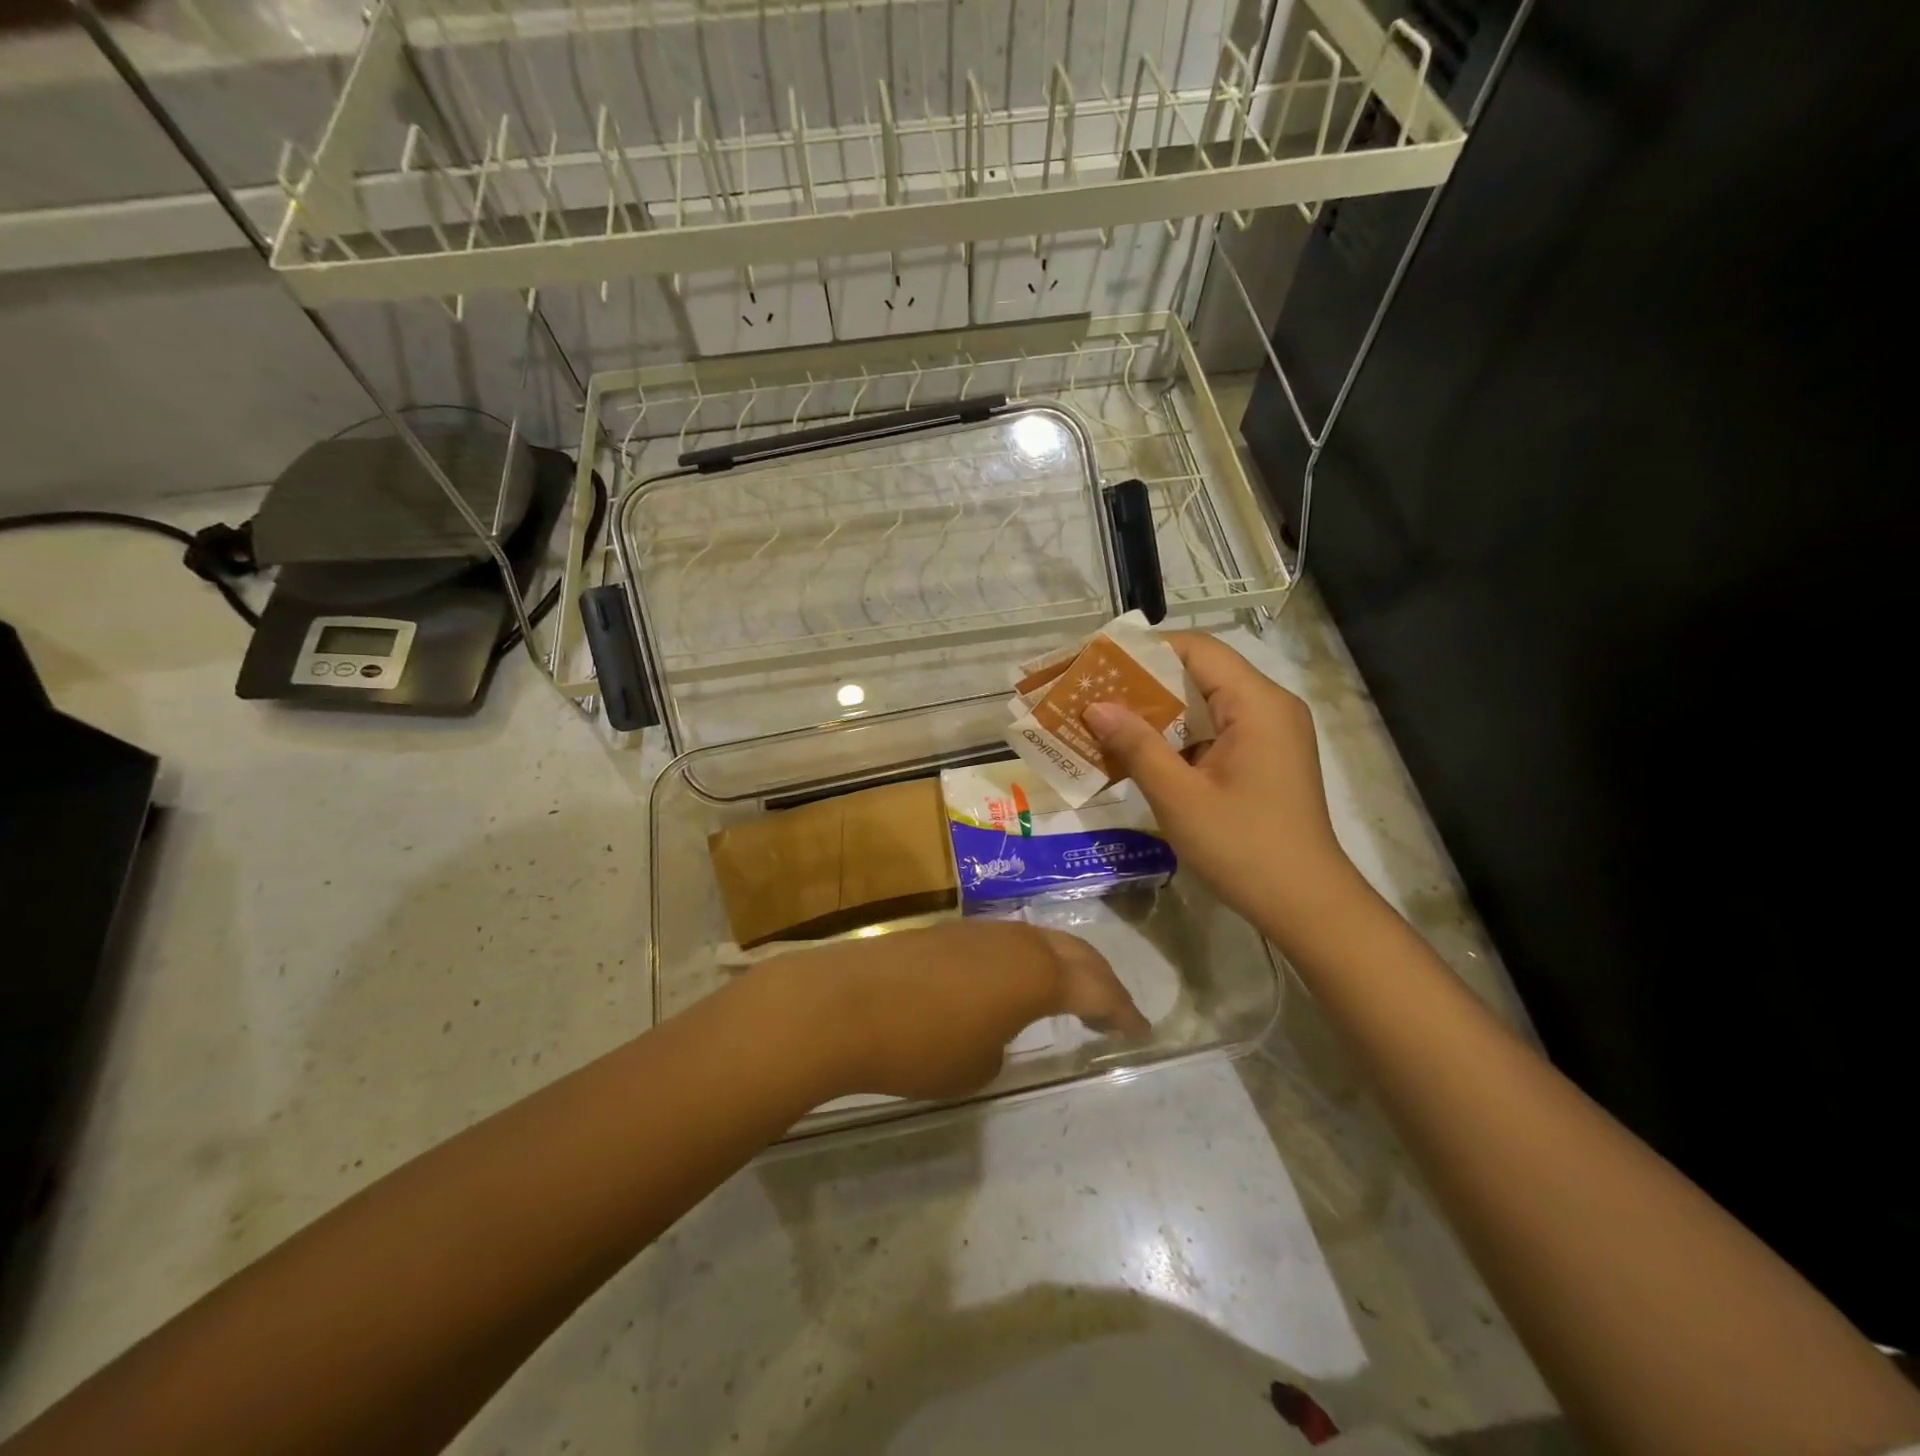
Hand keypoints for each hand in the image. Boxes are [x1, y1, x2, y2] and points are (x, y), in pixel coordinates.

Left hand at [755, 921, 1148, 1101]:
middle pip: (1073, 952)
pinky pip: (1002, 944)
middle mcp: (1014, 940)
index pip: (1096, 988)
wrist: (843, 1004)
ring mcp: (977, 930)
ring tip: (1064, 994)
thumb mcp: (977, 1066)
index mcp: (1037, 973)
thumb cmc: (921, 1044)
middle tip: (1112, 1008)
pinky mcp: (945, 932)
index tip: (1138, 1029)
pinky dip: (1021, 964)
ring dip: (1058, 966)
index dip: (1121, 1010)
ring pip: (1036, 942)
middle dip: (1099, 979)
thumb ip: (1003, 1043)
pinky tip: (1006, 984)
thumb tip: (996, 1027)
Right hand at [1082, 633, 1360, 945]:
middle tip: (1093, 694)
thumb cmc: (1243, 847)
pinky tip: (1139, 752)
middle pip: (1199, 674)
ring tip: (1105, 721)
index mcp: (1257, 704)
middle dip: (1144, 683)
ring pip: (1205, 704)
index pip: (1196, 650)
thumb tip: (1095, 706)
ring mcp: (1270, 733)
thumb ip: (1137, 745)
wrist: (1305, 904)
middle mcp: (1269, 707)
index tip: (1099, 663)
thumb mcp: (1179, 797)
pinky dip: (1178, 736)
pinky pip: (1215, 730)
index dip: (1145, 650)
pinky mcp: (1264, 758)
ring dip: (1158, 712)